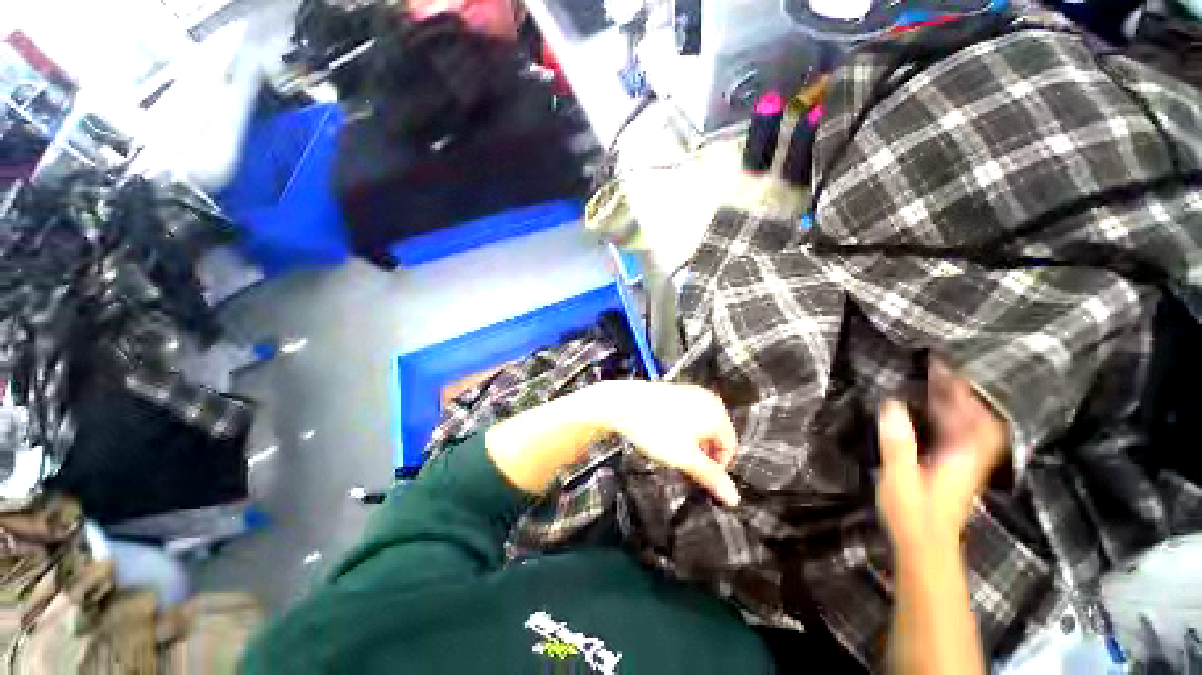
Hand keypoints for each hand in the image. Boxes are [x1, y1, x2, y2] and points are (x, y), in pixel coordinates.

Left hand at [596, 381, 740, 506]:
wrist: (624, 404)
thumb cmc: (655, 428)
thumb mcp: (685, 458)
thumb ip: (711, 477)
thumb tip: (733, 497)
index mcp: (717, 412)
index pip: (730, 447)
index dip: (718, 467)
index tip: (701, 479)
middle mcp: (707, 399)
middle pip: (715, 436)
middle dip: (704, 455)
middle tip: (687, 469)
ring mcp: (690, 393)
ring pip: (700, 427)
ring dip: (692, 445)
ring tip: (674, 455)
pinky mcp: (675, 393)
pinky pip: (688, 416)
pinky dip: (682, 430)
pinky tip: (666, 437)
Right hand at [876, 361, 1007, 550]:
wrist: (926, 548)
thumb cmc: (914, 515)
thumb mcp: (901, 478)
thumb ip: (899, 443)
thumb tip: (892, 405)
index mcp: (962, 456)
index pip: (974, 416)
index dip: (964, 390)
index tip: (947, 365)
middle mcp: (968, 456)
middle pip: (974, 416)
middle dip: (959, 389)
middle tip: (936, 365)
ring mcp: (962, 462)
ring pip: (966, 424)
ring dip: (954, 400)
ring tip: (933, 379)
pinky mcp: (951, 467)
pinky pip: (954, 433)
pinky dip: (947, 415)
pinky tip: (931, 408)